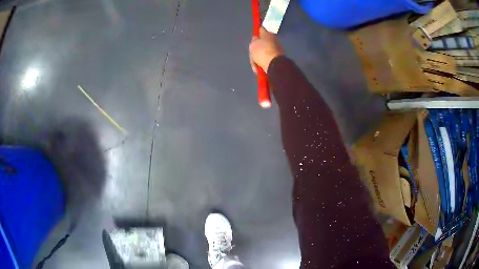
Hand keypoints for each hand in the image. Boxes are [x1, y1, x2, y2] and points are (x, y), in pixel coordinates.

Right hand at [249, 27, 283, 73]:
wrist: (274, 65)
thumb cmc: (262, 52)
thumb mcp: (253, 45)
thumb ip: (254, 41)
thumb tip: (256, 39)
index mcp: (268, 34)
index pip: (261, 30)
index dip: (256, 33)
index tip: (253, 37)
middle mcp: (274, 40)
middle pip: (263, 42)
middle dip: (257, 49)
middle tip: (252, 55)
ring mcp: (277, 49)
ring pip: (265, 52)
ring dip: (260, 58)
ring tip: (255, 64)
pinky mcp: (279, 58)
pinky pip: (268, 59)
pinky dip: (264, 63)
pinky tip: (259, 68)